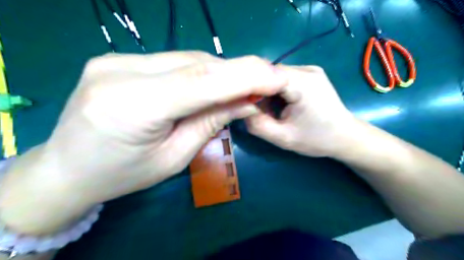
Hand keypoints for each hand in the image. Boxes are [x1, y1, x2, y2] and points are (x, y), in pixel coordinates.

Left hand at [0, 51, 288, 233]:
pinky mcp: (119, 58)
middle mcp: (120, 72)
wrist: (69, 168)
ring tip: (239, 87)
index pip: (199, 82)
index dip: (243, 77)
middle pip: (195, 65)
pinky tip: (210, 84)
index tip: (275, 77)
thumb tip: (247, 102)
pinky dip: (199, 71)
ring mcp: (116, 59)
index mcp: (130, 106)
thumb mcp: (174, 158)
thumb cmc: (123, 175)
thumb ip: (210, 123)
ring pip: (187, 59)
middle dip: (236, 73)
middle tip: (264, 83)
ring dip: (219, 73)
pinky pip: (173, 61)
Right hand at [246, 66, 355, 156]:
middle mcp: (306, 70)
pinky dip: (279, 90)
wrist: (346, 137)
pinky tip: (283, 104)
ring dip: (269, 91)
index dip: (251, 88)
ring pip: (277, 76)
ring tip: (272, 110)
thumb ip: (257, 125)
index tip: (246, 105)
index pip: (265, 75)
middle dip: (260, 92)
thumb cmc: (317, 139)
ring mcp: (311, 70)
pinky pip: (286, 78)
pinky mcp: (312, 74)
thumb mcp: (283, 138)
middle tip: (259, 111)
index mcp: (302, 83)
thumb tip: (242, 109)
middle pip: (271, 74)